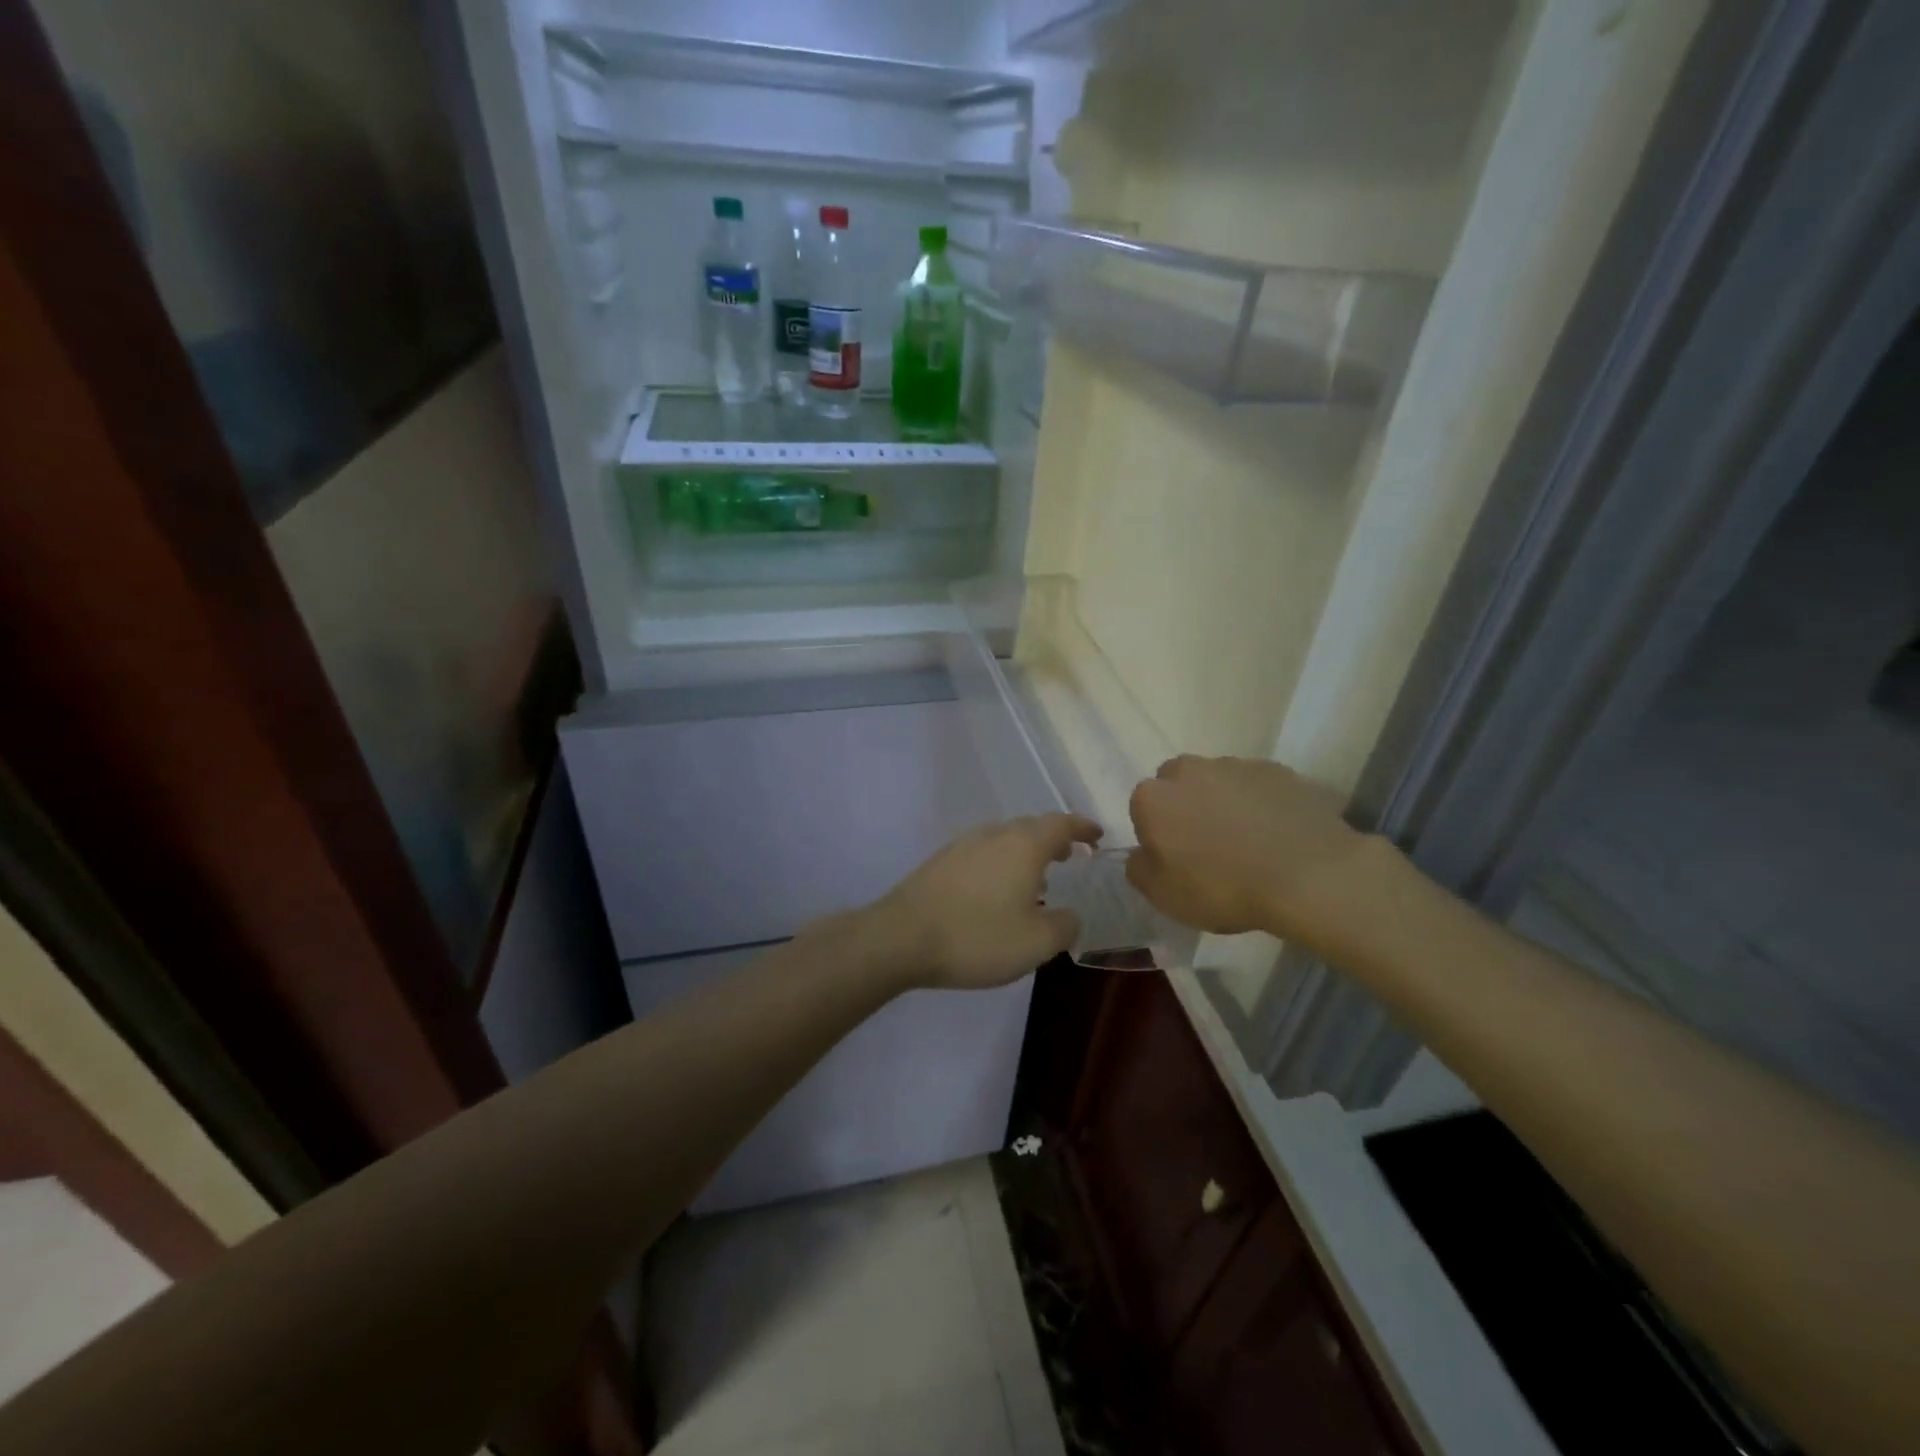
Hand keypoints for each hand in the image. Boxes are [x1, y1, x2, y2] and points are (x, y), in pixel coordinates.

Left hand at [869, 814, 1102, 989]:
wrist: (901, 937)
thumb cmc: (977, 937)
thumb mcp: (1036, 943)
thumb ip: (1064, 926)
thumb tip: (1070, 915)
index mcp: (1023, 845)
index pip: (1061, 824)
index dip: (1082, 828)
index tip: (1097, 836)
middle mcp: (994, 834)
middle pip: (1031, 827)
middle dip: (1054, 839)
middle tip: (1070, 857)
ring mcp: (963, 845)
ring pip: (1004, 839)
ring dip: (1025, 852)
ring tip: (1037, 879)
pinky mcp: (940, 861)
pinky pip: (983, 853)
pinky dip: (1001, 864)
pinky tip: (998, 892)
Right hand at [1126, 756, 1380, 953]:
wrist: (1309, 874)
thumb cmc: (1223, 887)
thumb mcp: (1164, 896)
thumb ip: (1139, 870)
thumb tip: (1140, 854)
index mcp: (1153, 798)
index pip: (1142, 809)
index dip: (1157, 835)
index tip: (1176, 860)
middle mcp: (1189, 770)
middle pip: (1178, 785)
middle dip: (1186, 807)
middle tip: (1207, 846)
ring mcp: (1236, 765)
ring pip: (1218, 781)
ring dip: (1223, 802)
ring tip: (1248, 841)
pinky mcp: (1278, 770)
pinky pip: (1258, 786)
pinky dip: (1260, 803)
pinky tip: (1277, 834)